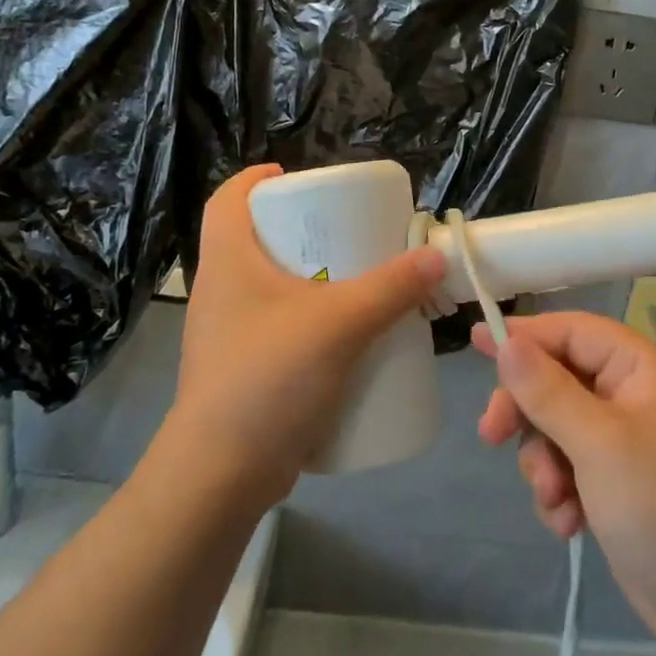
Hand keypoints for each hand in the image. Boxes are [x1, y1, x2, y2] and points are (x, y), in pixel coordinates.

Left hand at [171, 164, 444, 508]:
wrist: (220, 477)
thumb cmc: (268, 379)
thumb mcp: (339, 324)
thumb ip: (391, 288)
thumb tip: (435, 256)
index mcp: (228, 262)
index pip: (228, 199)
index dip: (258, 179)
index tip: (300, 178)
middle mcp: (222, 291)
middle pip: (257, 239)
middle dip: (303, 229)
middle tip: (349, 229)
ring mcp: (231, 334)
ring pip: (272, 286)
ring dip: (312, 277)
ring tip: (358, 278)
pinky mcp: (246, 370)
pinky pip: (280, 327)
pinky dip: (311, 319)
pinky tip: (346, 334)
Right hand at [474, 312, 655, 652]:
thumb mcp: (598, 444)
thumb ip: (547, 390)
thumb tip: (506, 340)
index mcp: (642, 366)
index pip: (571, 331)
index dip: (523, 335)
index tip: (474, 342)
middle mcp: (634, 393)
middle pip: (558, 379)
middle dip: (528, 413)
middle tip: (492, 437)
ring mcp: (628, 439)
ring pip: (558, 427)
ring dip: (545, 462)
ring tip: (556, 501)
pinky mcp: (620, 482)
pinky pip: (571, 466)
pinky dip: (562, 491)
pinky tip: (569, 524)